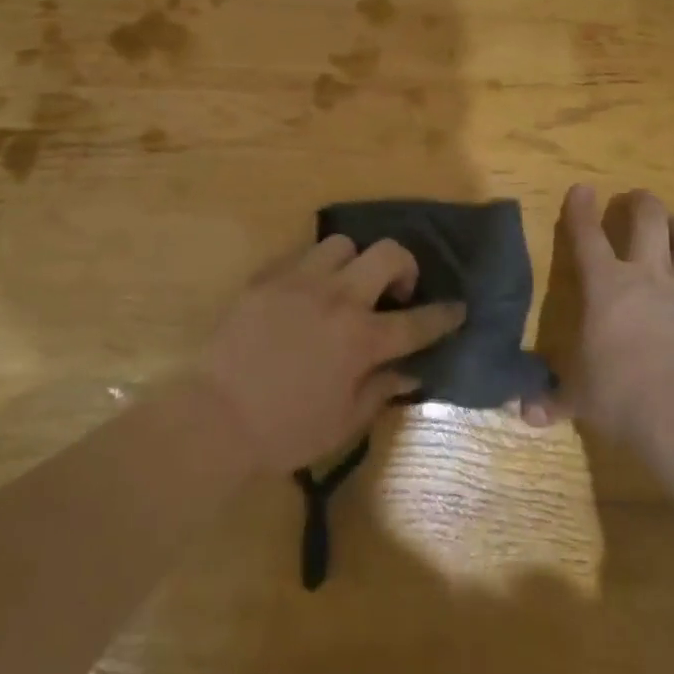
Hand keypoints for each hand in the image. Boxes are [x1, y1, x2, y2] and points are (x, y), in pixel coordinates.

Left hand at [198, 235, 465, 473]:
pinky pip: (302, 255)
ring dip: (355, 262)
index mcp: (360, 339)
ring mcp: (300, 281)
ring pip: (343, 244)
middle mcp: (337, 298)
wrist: (215, 415)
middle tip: (396, 291)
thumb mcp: (343, 422)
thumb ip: (381, 390)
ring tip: (346, 286)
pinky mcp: (268, 276)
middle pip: (387, 254)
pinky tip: (307, 293)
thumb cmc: (285, 430)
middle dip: (404, 266)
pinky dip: (315, 269)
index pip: (417, 321)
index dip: (444, 315)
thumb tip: (411, 371)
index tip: (457, 308)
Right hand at [522, 185, 673, 446]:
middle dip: (640, 202)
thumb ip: (553, 399)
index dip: (581, 209)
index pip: (587, 235)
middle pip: (647, 220)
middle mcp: (646, 276)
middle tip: (636, 198)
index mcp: (605, 285)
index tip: (582, 188)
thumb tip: (523, 414)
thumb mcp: (579, 398)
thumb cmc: (619, 394)